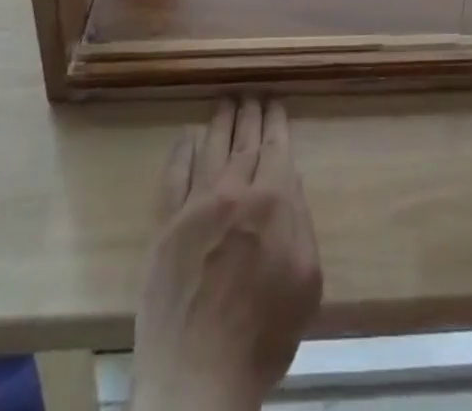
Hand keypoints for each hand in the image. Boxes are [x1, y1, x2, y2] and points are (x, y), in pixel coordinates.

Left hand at [132, 99, 322, 410]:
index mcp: (273, 202)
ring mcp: (195, 206)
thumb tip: (291, 185)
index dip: (276, 120)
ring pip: (211, 147)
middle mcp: (234, 191)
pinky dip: (182, 151)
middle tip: (252, 91)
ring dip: (221, 120)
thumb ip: (302, 225)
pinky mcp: (165, 226)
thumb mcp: (306, 283)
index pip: (276, 146)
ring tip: (226, 100)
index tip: (275, 100)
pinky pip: (174, 176)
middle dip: (250, 112)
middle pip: (244, 139)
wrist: (198, 380)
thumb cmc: (263, 337)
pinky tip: (187, 136)